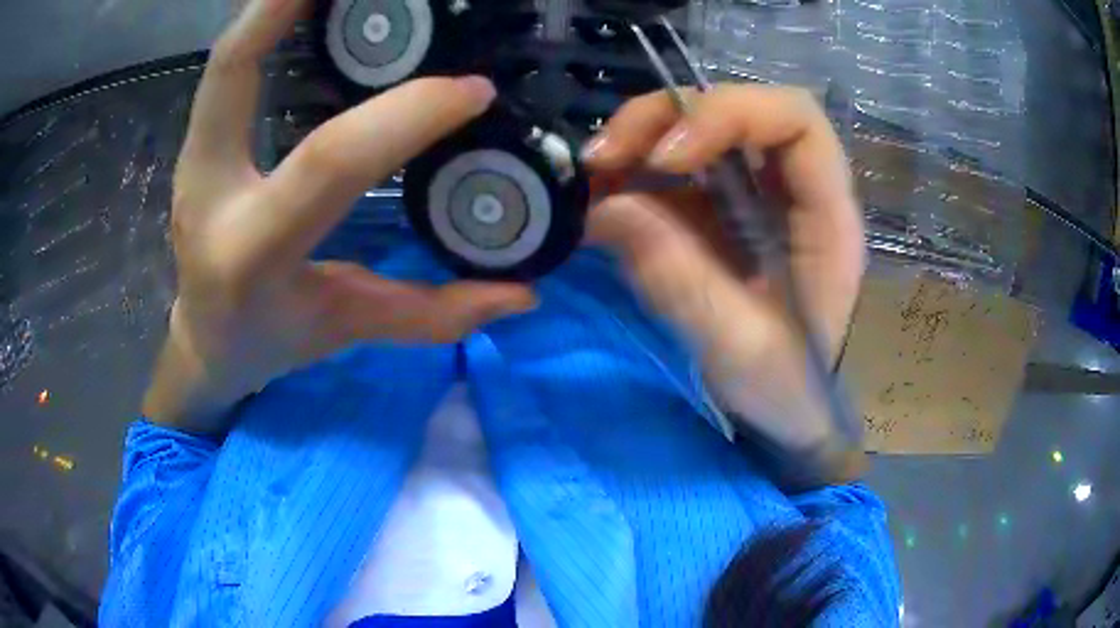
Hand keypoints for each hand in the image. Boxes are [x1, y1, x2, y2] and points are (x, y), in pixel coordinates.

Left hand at [144, 0, 534, 433]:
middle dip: (286, 5)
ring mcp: (193, 158)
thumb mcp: (346, 330)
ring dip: (273, 4)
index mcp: (252, 253)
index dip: (406, 116)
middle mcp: (209, 194)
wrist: (206, 341)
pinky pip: (228, 69)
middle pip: (234, 70)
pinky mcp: (197, 143)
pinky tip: (301, 5)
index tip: (472, 90)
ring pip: (225, 59)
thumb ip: (429, 314)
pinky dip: (263, 24)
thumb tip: (522, 294)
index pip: (330, 163)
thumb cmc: (269, 341)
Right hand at [582, 86, 865, 478]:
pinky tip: (598, 196)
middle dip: (667, 117)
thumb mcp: (741, 351)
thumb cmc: (786, 392)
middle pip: (739, 109)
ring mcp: (755, 196)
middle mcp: (797, 191)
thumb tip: (608, 207)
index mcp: (828, 217)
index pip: (795, 119)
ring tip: (592, 172)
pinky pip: (675, 170)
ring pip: (702, 129)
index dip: (728, 115)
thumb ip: (682, 281)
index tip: (664, 159)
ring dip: (640, 138)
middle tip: (604, 154)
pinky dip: (631, 172)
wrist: (785, 414)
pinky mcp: (721, 212)